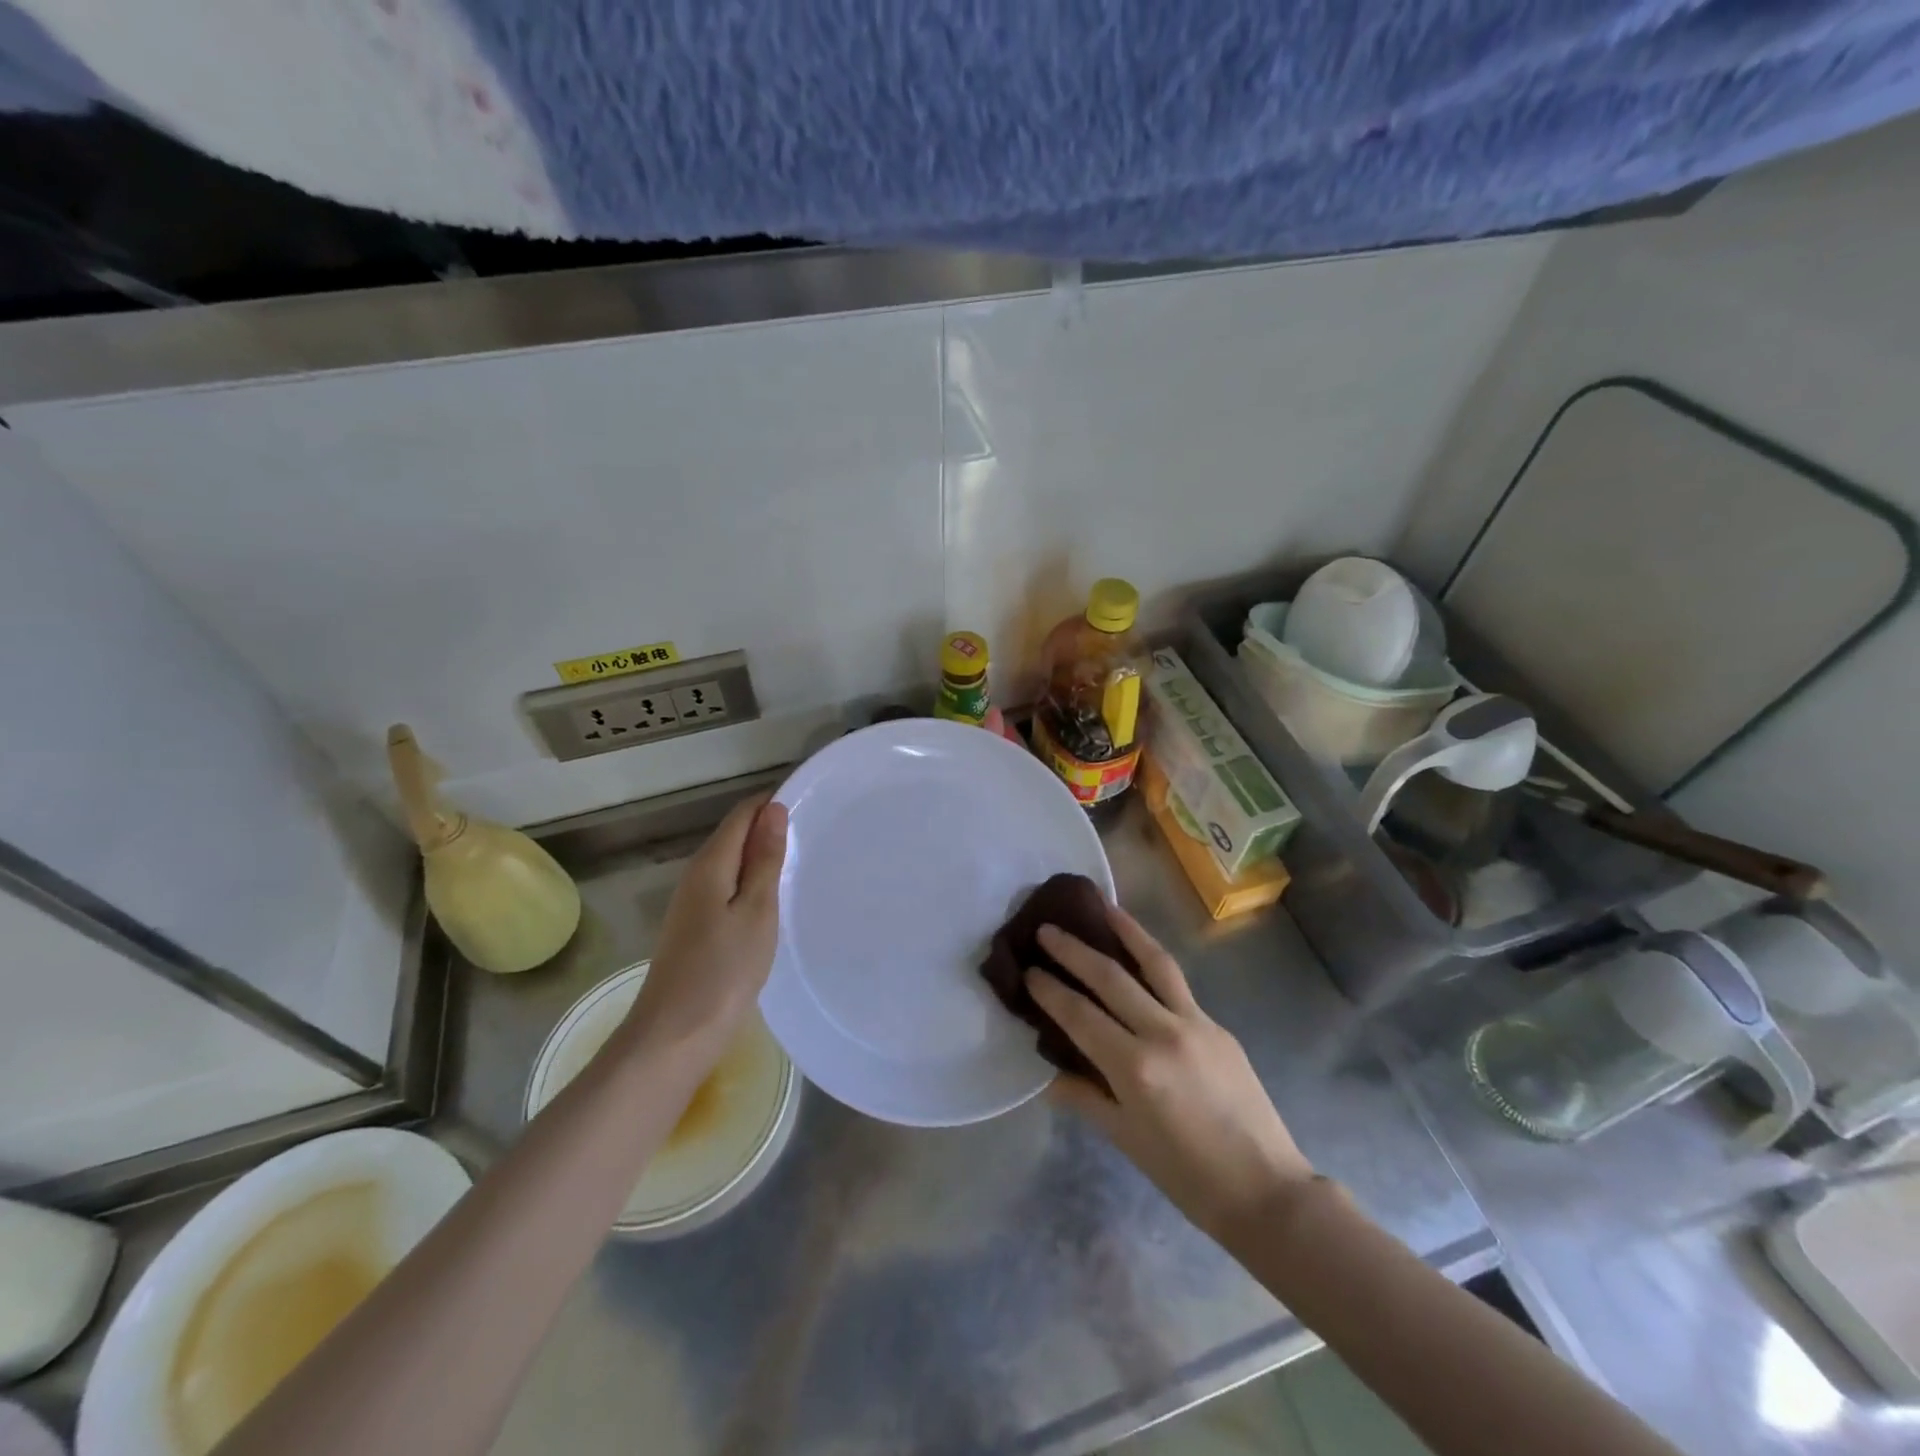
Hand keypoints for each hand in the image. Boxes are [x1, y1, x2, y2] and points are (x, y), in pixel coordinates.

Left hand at [624, 793, 787, 1055]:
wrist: (674, 1036)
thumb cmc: (723, 971)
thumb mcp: (756, 911)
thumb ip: (765, 860)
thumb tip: (773, 809)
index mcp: (711, 865)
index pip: (742, 815)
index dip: (771, 803)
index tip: (811, 804)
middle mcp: (696, 876)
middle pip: (734, 836)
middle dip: (769, 829)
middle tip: (815, 833)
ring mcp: (691, 904)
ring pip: (731, 864)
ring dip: (761, 858)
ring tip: (801, 861)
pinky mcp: (694, 929)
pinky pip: (727, 889)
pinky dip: (751, 884)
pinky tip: (772, 901)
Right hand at [1028, 907, 1315, 1241]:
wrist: (1265, 1190)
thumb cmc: (1186, 1176)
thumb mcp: (1125, 1139)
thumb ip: (1084, 1097)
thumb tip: (1048, 1074)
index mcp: (1134, 1068)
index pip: (1079, 1015)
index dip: (1049, 990)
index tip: (1028, 968)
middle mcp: (1163, 1033)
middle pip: (1110, 977)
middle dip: (1074, 949)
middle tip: (1047, 928)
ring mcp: (1196, 1023)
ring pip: (1155, 963)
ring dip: (1126, 930)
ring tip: (1103, 905)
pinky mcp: (1218, 1025)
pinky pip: (1178, 983)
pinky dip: (1153, 961)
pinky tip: (1141, 953)